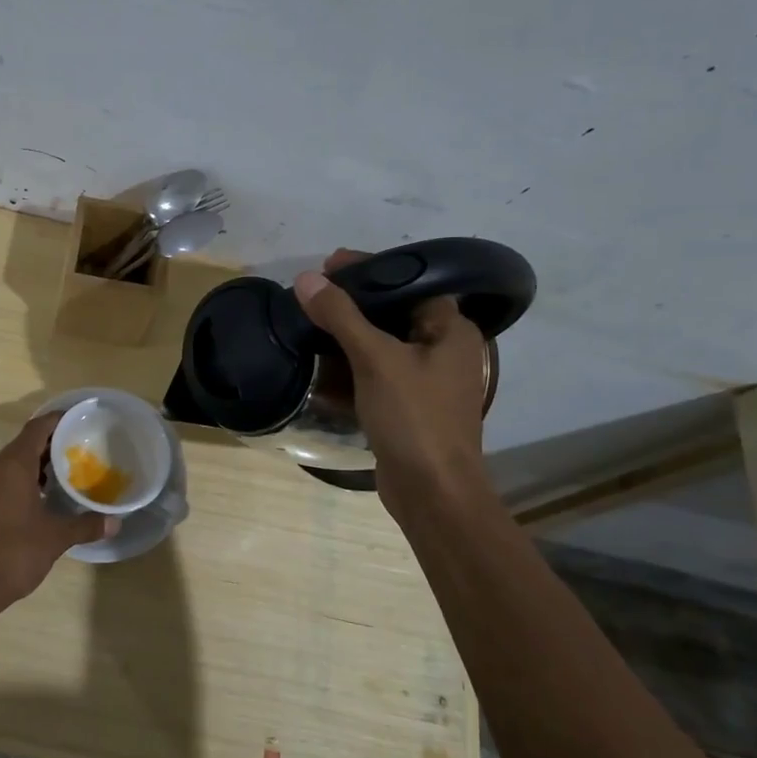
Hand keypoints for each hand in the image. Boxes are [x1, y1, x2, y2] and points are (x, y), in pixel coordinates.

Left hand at [0, 413, 117, 613]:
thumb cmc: (13, 553)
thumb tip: (115, 522)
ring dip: (41, 462)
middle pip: (27, 442)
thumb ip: (85, 525)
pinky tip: (47, 496)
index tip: (83, 419)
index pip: (38, 428)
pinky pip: (7, 478)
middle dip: (54, 442)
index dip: (60, 419)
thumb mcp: (55, 538)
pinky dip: (27, 478)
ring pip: (16, 462)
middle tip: (85, 446)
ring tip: (71, 470)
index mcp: (12, 466)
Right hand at [292, 249, 494, 510]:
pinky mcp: (407, 408)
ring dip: (346, 338)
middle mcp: (443, 351)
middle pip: (393, 313)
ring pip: (381, 346)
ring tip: (308, 324)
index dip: (371, 270)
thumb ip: (341, 316)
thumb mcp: (375, 359)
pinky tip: (317, 367)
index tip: (330, 264)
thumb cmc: (414, 417)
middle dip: (352, 304)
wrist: (432, 493)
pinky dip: (349, 370)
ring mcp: (426, 383)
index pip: (411, 282)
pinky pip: (375, 377)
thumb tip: (305, 279)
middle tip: (312, 294)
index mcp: (450, 331)